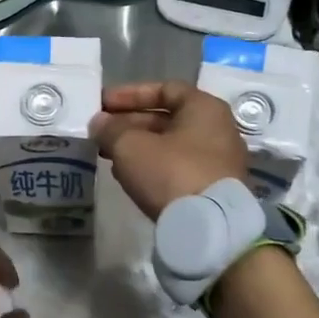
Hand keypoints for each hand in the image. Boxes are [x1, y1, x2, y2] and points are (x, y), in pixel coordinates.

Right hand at [90, 80, 249, 220]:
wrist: (208, 228)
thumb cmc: (170, 172)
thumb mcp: (130, 146)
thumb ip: (110, 129)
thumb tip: (99, 123)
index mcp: (204, 108)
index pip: (164, 89)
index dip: (130, 94)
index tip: (103, 104)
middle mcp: (218, 129)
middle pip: (167, 118)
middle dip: (130, 123)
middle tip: (101, 132)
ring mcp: (219, 160)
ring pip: (171, 144)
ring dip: (138, 146)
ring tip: (108, 154)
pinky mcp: (214, 187)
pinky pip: (178, 166)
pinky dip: (153, 165)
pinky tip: (128, 175)